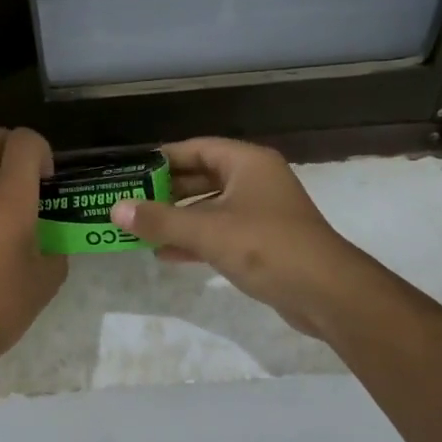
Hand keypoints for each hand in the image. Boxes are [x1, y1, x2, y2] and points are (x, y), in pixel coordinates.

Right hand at [110, 138, 368, 337]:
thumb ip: (159, 220)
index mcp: (247, 163)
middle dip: (166, 192)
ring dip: (178, 219)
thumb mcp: (207, 231)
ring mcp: (261, 212)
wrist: (327, 293)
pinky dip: (195, 240)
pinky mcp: (263, 242)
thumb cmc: (266, 247)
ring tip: (139, 230)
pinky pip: (220, 233)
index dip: (162, 158)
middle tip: (129, 202)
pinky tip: (166, 255)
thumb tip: (115, 209)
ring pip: (210, 208)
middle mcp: (255, 181)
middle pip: (202, 177)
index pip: (196, 148)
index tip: (131, 171)